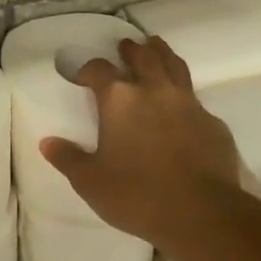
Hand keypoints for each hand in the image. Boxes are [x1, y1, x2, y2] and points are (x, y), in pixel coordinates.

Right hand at [40, 35, 250, 253]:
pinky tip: (183, 107)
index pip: (99, 69)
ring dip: (162, 54)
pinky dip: (185, 96)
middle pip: (143, 56)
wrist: (203, 215)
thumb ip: (68, 158)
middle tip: (125, 46)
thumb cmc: (137, 195)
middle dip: (131, 49)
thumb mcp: (90, 182)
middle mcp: (154, 91)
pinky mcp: (213, 124)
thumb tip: (47, 142)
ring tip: (156, 48)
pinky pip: (196, 100)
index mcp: (119, 99)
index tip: (82, 76)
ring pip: (174, 66)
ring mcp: (188, 104)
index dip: (88, 69)